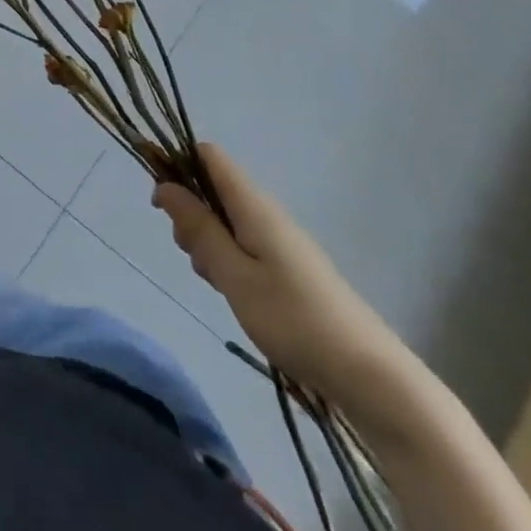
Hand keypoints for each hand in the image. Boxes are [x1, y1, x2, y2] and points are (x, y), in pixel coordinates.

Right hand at [154, 143, 409, 412]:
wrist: (370, 375)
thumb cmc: (293, 319)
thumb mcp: (233, 274)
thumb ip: (198, 228)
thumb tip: (164, 184)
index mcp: (254, 206)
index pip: (209, 156)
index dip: (178, 165)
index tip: (160, 203)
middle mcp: (267, 213)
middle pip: (213, 188)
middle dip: (190, 214)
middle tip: (194, 258)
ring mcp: (281, 240)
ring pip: (226, 220)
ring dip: (207, 242)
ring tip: (216, 284)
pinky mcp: (289, 266)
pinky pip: (244, 244)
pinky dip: (228, 261)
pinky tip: (234, 294)